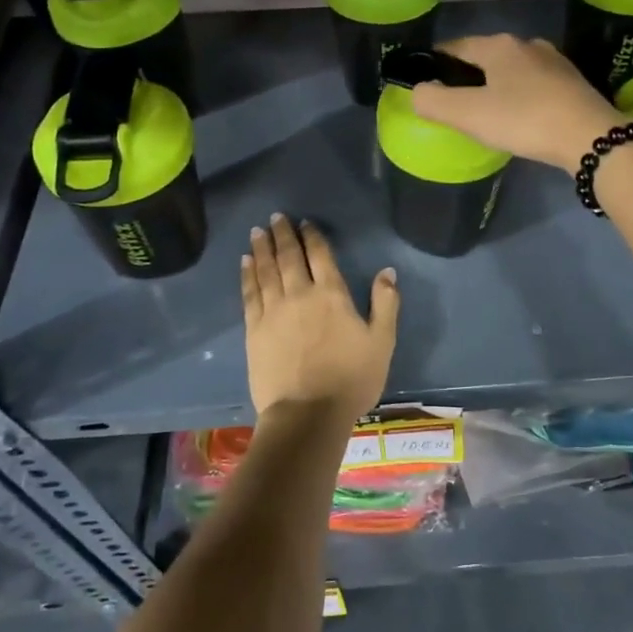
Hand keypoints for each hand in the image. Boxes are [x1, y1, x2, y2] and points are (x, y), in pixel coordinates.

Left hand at [242, 214, 399, 422]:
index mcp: (332, 294)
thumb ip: (385, 303)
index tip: (304, 222)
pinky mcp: (254, 329)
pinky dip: (248, 274)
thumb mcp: (382, 342)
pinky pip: (250, 293)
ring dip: (262, 248)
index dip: (312, 236)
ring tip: (257, 232)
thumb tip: (387, 271)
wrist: (307, 414)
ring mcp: (273, 311)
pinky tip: (245, 263)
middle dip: (282, 234)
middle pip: (289, 256)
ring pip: (266, 270)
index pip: (320, 255)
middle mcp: (300, 294)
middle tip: (275, 217)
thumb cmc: (351, 379)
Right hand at [411, 35, 623, 175]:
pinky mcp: (573, 83)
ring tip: (486, 112)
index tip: (425, 82)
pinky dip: (521, 97)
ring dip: (496, 86)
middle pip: (485, 57)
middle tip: (454, 104)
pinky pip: (534, 85)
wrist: (591, 138)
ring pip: (512, 71)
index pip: (456, 47)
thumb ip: (433, 101)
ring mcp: (554, 61)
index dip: (436, 62)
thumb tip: (417, 91)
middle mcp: (527, 44)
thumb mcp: (468, 114)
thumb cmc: (524, 120)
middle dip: (468, 76)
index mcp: (498, 45)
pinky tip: (521, 117)